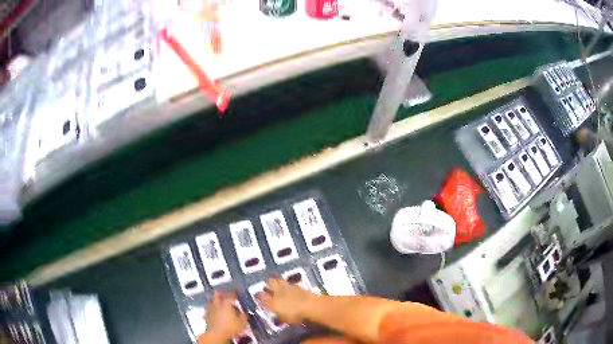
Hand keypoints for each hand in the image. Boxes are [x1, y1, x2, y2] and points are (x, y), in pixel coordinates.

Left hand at [199, 291, 246, 343]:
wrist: (216, 334)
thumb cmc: (230, 328)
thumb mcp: (242, 323)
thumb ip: (244, 316)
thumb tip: (246, 313)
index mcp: (226, 304)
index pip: (231, 295)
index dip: (234, 293)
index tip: (237, 292)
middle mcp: (217, 305)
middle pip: (218, 296)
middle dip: (221, 294)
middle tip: (224, 294)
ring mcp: (211, 310)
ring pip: (212, 302)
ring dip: (216, 302)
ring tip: (220, 303)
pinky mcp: (206, 317)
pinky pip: (209, 310)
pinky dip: (212, 310)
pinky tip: (214, 312)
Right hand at [256, 277, 315, 324]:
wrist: (310, 305)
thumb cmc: (296, 315)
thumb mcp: (285, 319)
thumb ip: (280, 317)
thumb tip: (277, 317)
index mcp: (272, 302)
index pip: (261, 296)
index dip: (260, 295)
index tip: (259, 296)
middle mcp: (278, 292)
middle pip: (270, 283)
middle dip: (270, 284)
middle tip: (270, 288)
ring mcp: (287, 287)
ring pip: (279, 280)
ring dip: (278, 282)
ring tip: (280, 285)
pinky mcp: (297, 285)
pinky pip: (289, 283)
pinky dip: (288, 285)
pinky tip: (290, 288)